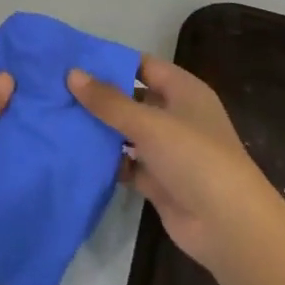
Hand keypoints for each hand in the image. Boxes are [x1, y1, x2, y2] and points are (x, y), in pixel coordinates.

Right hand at [68, 56, 283, 273]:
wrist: (228, 225)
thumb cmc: (194, 158)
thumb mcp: (149, 123)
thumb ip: (109, 101)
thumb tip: (72, 73)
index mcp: (184, 91)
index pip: (143, 65)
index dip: (111, 61)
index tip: (73, 59)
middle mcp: (177, 116)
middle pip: (133, 99)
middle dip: (100, 97)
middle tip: (56, 90)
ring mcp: (168, 150)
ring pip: (128, 133)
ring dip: (100, 130)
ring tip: (58, 120)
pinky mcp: (159, 181)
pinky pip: (127, 163)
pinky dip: (107, 161)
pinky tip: (75, 156)